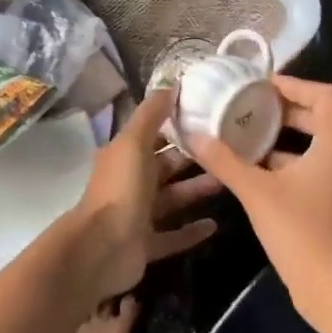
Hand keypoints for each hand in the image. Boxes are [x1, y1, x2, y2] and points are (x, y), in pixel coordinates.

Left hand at [64, 88, 222, 307]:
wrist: (102, 249)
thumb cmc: (120, 189)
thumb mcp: (134, 143)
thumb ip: (151, 114)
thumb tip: (169, 84)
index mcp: (124, 157)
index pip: (154, 137)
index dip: (177, 127)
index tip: (209, 118)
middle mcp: (130, 183)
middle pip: (166, 168)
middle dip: (193, 159)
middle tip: (229, 150)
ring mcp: (138, 216)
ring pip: (173, 200)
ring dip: (197, 191)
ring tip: (229, 182)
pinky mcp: (146, 245)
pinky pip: (173, 236)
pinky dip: (191, 231)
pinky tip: (215, 225)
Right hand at [187, 76, 331, 332]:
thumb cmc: (300, 234)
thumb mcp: (256, 193)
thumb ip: (225, 162)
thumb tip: (195, 135)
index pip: (328, 96)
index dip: (296, 84)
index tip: (262, 87)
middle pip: (319, 118)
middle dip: (282, 110)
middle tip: (246, 107)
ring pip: (310, 146)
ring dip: (279, 138)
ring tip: (241, 136)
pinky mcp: (329, 205)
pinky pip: (306, 169)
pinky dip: (281, 163)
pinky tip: (250, 172)